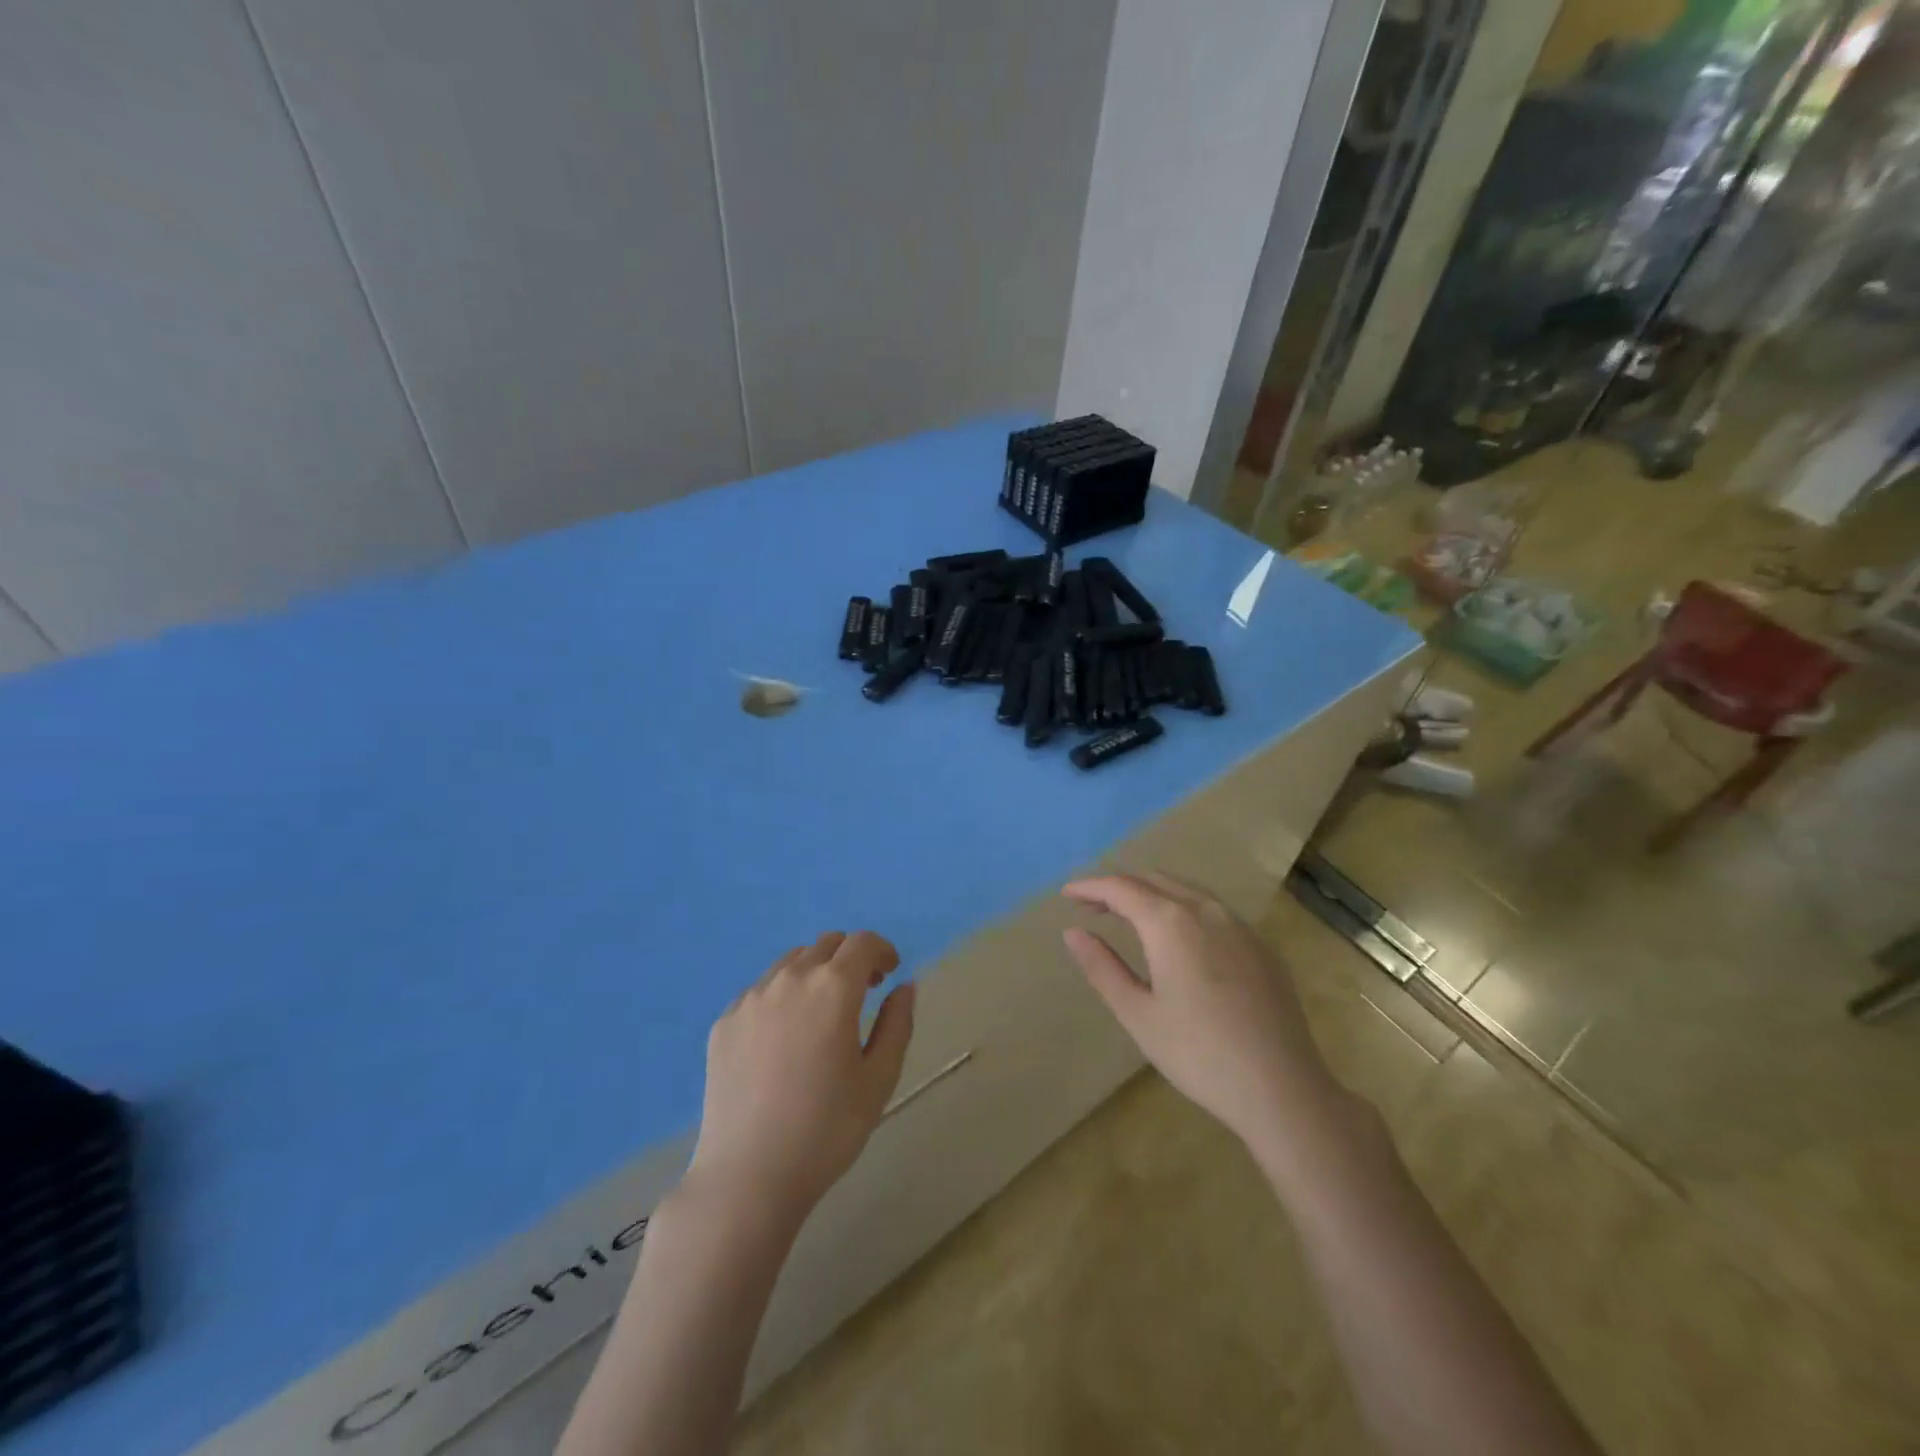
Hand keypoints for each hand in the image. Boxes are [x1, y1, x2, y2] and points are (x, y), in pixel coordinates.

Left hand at [685, 931, 914, 1228]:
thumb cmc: (827, 1129)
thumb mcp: (879, 1079)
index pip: (863, 943)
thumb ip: (898, 1023)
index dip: (882, 950)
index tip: (890, 972)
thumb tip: (904, 986)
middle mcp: (790, 978)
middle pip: (826, 945)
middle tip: (863, 990)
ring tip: (822, 1011)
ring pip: (791, 962)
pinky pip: (761, 990)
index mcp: (833, 987)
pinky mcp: (725, 1021)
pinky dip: (783, 995)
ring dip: (815, 971)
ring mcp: (751, 998)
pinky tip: (785, 1036)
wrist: (748, 1176)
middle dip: (850, 958)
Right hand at [1062, 873, 1338, 1149]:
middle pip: (1153, 880)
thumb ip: (1102, 967)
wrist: (1283, 1088)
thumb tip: (1073, 932)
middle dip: (1119, 887)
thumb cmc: (1198, 1054)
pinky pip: (1212, 910)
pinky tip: (1178, 939)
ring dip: (1152, 894)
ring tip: (1129, 917)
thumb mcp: (1138, 1014)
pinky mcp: (1261, 946)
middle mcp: (1206, 910)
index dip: (1090, 887)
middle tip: (1092, 906)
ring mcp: (1239, 925)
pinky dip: (1182, 908)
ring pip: (1186, 890)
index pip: (1121, 887)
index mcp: (1170, 922)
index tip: (1067, 894)